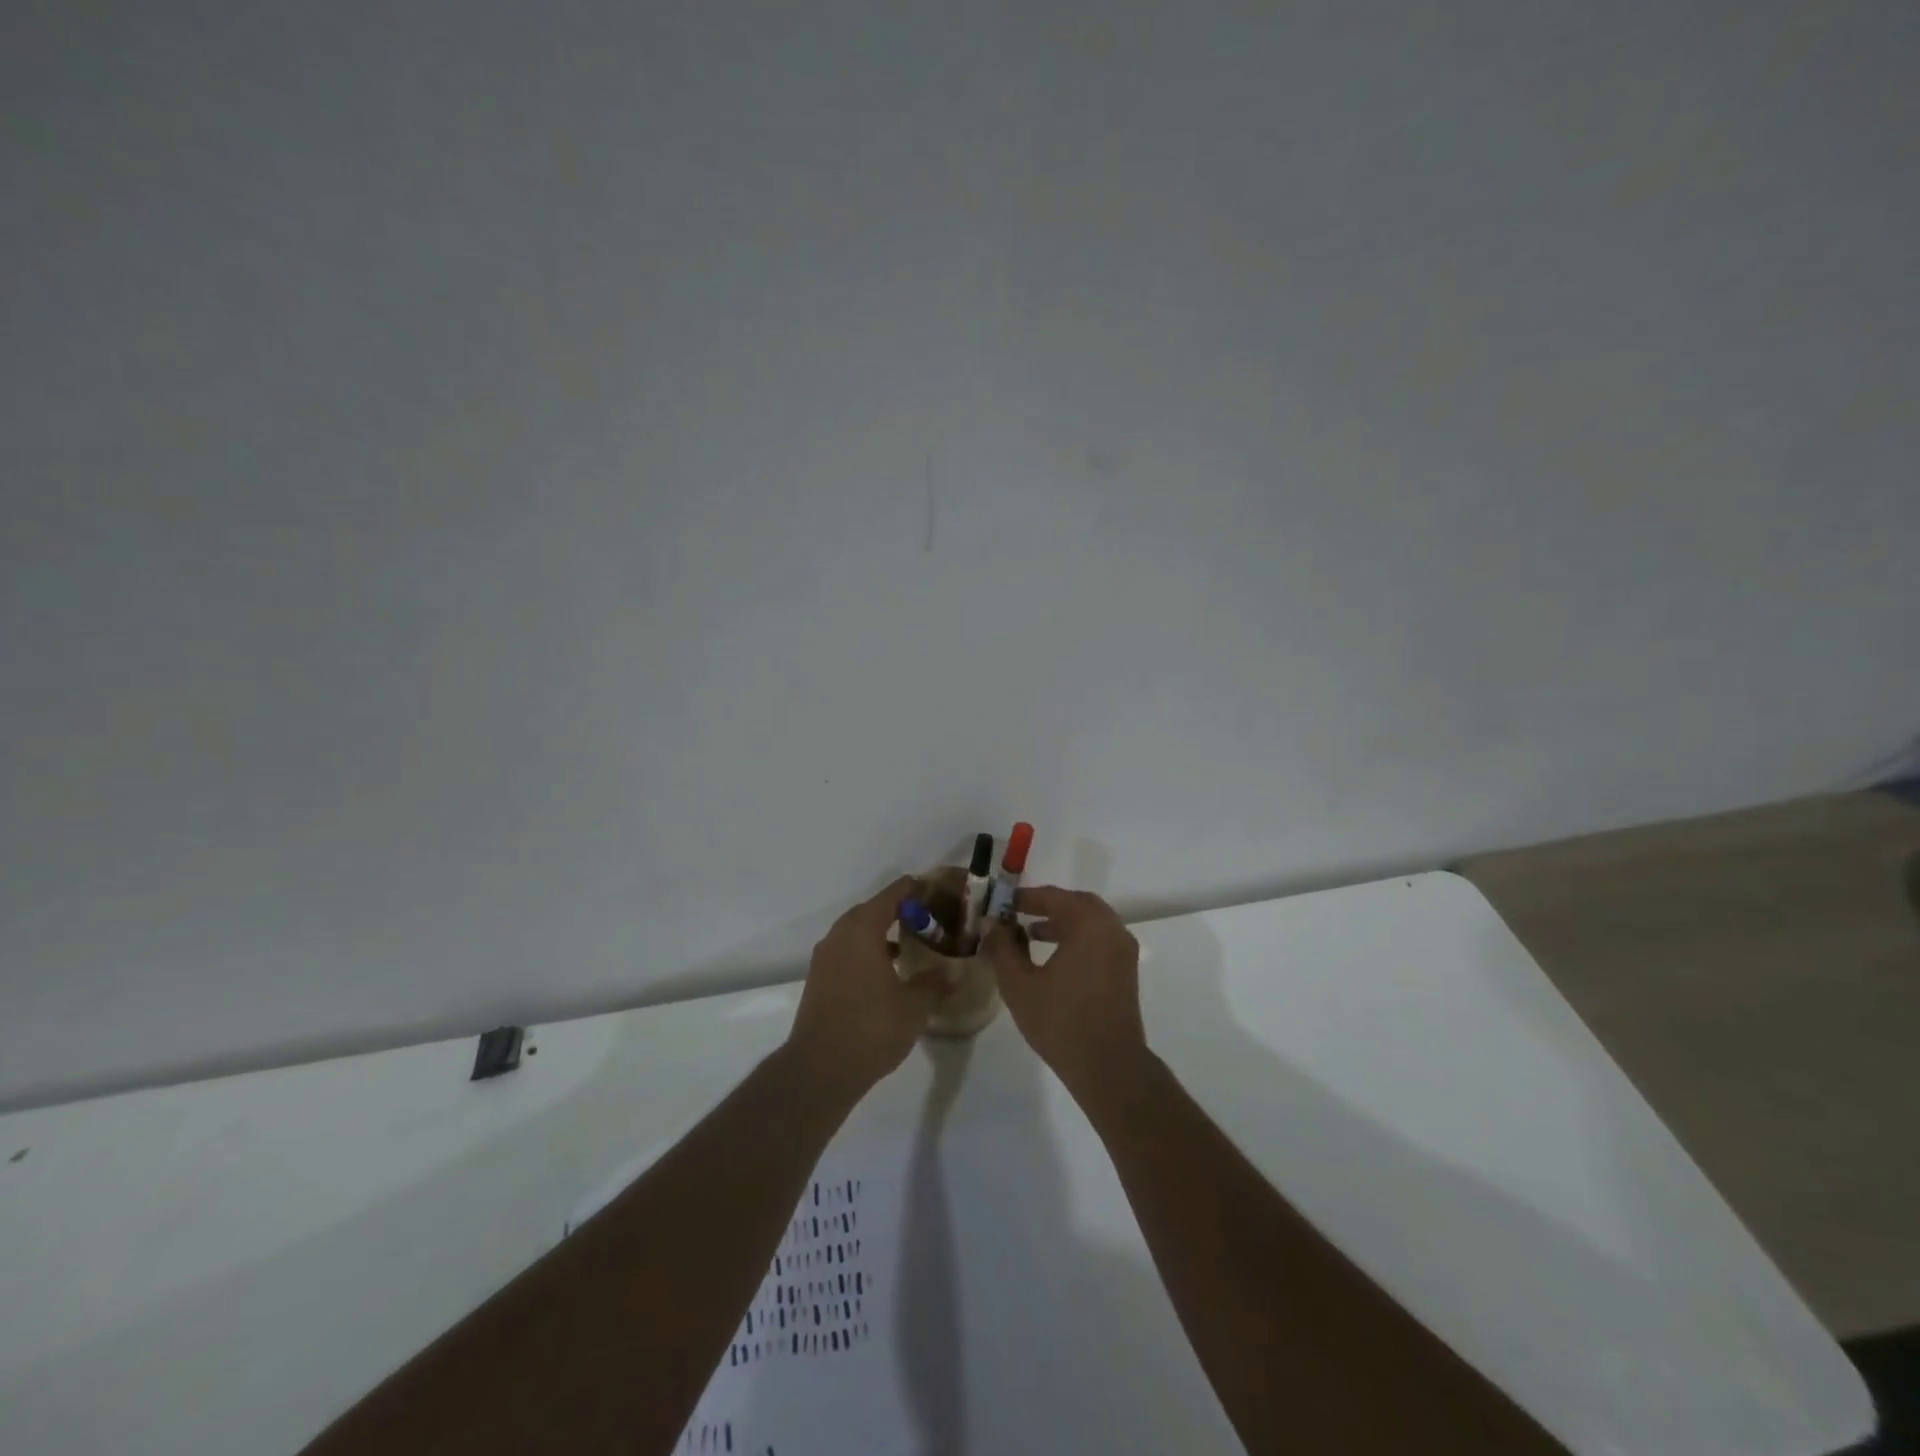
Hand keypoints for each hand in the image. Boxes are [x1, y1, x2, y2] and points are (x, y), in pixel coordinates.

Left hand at [785, 875, 945, 1104]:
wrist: (819, 1069)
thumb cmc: (871, 1029)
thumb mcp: (914, 1006)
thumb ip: (935, 983)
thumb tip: (953, 972)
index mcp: (862, 930)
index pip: (892, 895)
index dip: (915, 889)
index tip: (937, 890)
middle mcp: (840, 935)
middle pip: (872, 909)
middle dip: (899, 909)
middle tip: (928, 918)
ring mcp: (825, 957)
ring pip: (857, 931)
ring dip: (881, 931)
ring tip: (910, 944)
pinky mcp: (819, 979)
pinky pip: (847, 950)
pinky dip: (868, 950)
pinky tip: (887, 971)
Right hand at [981, 886, 1148, 1109]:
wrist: (1109, 1067)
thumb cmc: (1061, 1022)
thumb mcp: (1019, 984)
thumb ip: (1002, 948)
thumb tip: (990, 923)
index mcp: (1089, 925)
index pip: (1054, 897)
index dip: (1025, 897)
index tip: (1001, 903)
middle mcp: (1111, 929)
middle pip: (1077, 903)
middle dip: (1047, 905)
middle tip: (1018, 912)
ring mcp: (1123, 950)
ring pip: (1090, 921)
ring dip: (1062, 921)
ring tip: (1031, 934)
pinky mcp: (1125, 970)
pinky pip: (1099, 938)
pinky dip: (1077, 937)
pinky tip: (1053, 956)